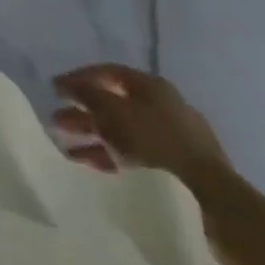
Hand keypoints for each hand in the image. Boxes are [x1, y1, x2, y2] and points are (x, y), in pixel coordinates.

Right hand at [52, 63, 232, 193]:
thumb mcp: (113, 110)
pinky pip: (133, 153)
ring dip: (92, 134)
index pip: (108, 72)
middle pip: (113, 103)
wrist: (208, 192)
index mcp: (151, 86)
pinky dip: (109, 155)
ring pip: (121, 130)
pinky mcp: (174, 165)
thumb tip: (66, 84)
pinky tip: (88, 163)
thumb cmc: (155, 138)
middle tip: (57, 118)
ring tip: (65, 143)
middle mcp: (161, 106)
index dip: (79, 77)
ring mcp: (170, 137)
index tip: (56, 88)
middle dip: (82, 111)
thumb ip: (86, 94)